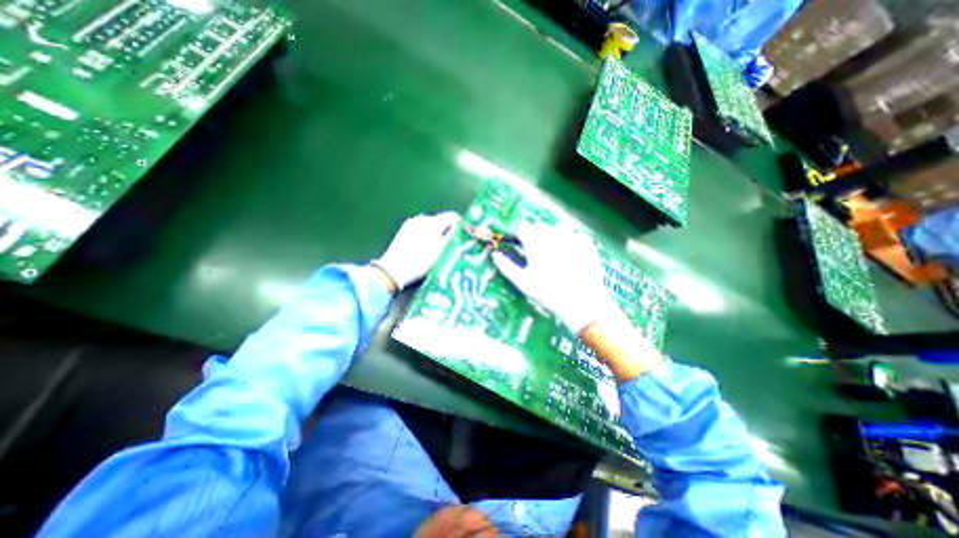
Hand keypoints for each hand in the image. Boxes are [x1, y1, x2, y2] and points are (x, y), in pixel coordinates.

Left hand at [371, 212, 462, 292]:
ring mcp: (411, 225)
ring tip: (441, 249)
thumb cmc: (420, 262)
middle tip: (455, 245)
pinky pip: (423, 230)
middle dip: (450, 231)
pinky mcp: (404, 232)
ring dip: (439, 234)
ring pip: (432, 226)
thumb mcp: (441, 251)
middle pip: (442, 220)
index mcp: (431, 221)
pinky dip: (429, 237)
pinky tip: (428, 249)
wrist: (392, 272)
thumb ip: (454, 237)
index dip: (462, 226)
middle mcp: (421, 219)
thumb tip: (463, 229)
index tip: (466, 237)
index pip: (453, 216)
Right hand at [489, 220, 618, 331]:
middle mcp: (553, 235)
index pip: (523, 228)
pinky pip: (574, 237)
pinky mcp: (586, 243)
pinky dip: (570, 243)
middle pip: (540, 228)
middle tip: (539, 255)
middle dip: (537, 237)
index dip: (520, 236)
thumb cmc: (548, 293)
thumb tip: (494, 255)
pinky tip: (571, 258)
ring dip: (554, 238)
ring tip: (556, 256)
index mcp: (536, 243)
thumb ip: (506, 267)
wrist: (582, 302)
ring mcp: (571, 238)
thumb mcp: (523, 282)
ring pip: (558, 230)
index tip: (521, 245)